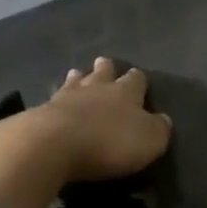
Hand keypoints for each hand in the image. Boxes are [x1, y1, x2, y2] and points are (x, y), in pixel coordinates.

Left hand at [24, 57, 171, 182]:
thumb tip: (163, 119)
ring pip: (75, 81)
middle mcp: (97, 88)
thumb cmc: (110, 141)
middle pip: (103, 73)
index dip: (138, 80)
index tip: (138, 77)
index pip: (136, 80)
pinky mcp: (42, 112)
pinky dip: (57, 99)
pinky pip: (53, 100)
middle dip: (106, 69)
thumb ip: (159, 128)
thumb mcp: (150, 140)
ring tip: (77, 73)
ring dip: (79, 78)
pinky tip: (55, 101)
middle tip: (104, 63)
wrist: (54, 144)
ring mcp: (66, 97)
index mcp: (126, 93)